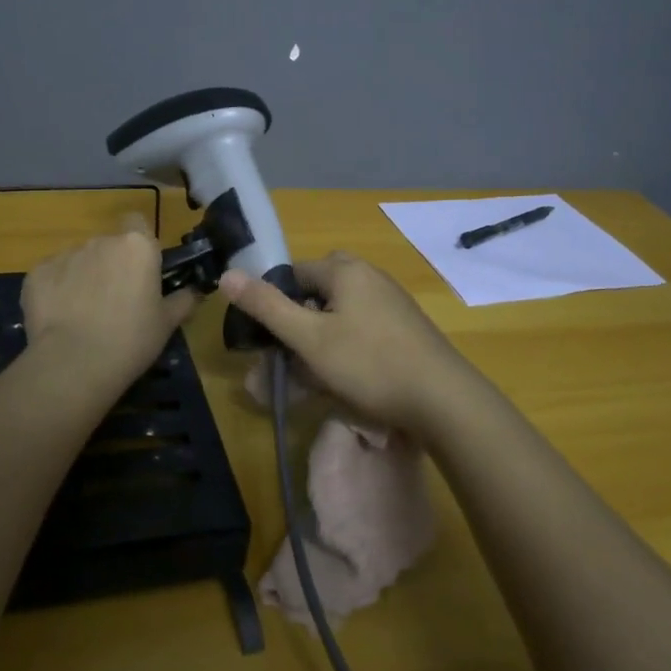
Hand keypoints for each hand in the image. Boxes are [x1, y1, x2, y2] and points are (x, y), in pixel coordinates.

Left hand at [21, 217, 196, 396]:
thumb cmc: (132, 340)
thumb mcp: (168, 323)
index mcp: (137, 246)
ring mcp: (65, 255)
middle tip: (116, 301)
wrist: (74, 364)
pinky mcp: (36, 274)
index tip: (142, 270)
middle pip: (108, 245)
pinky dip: (56, 291)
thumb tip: (194, 290)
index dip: (139, 244)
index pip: (138, 223)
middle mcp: (100, 241)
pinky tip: (60, 319)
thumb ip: (183, 300)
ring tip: (85, 314)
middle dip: (111, 266)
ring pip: (79, 260)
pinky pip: (52, 276)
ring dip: (84, 277)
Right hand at [220, 252, 483, 438]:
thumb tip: (227, 274)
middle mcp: (371, 277)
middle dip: (301, 319)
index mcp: (345, 270)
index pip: (295, 272)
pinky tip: (349, 378)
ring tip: (316, 374)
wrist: (443, 399)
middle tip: (293, 353)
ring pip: (342, 311)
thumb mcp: (309, 338)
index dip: (276, 301)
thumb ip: (267, 306)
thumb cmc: (369, 364)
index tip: (269, 336)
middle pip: (319, 291)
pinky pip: (364, 327)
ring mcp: (393, 302)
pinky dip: (348, 346)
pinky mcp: (407, 328)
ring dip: (323, 337)